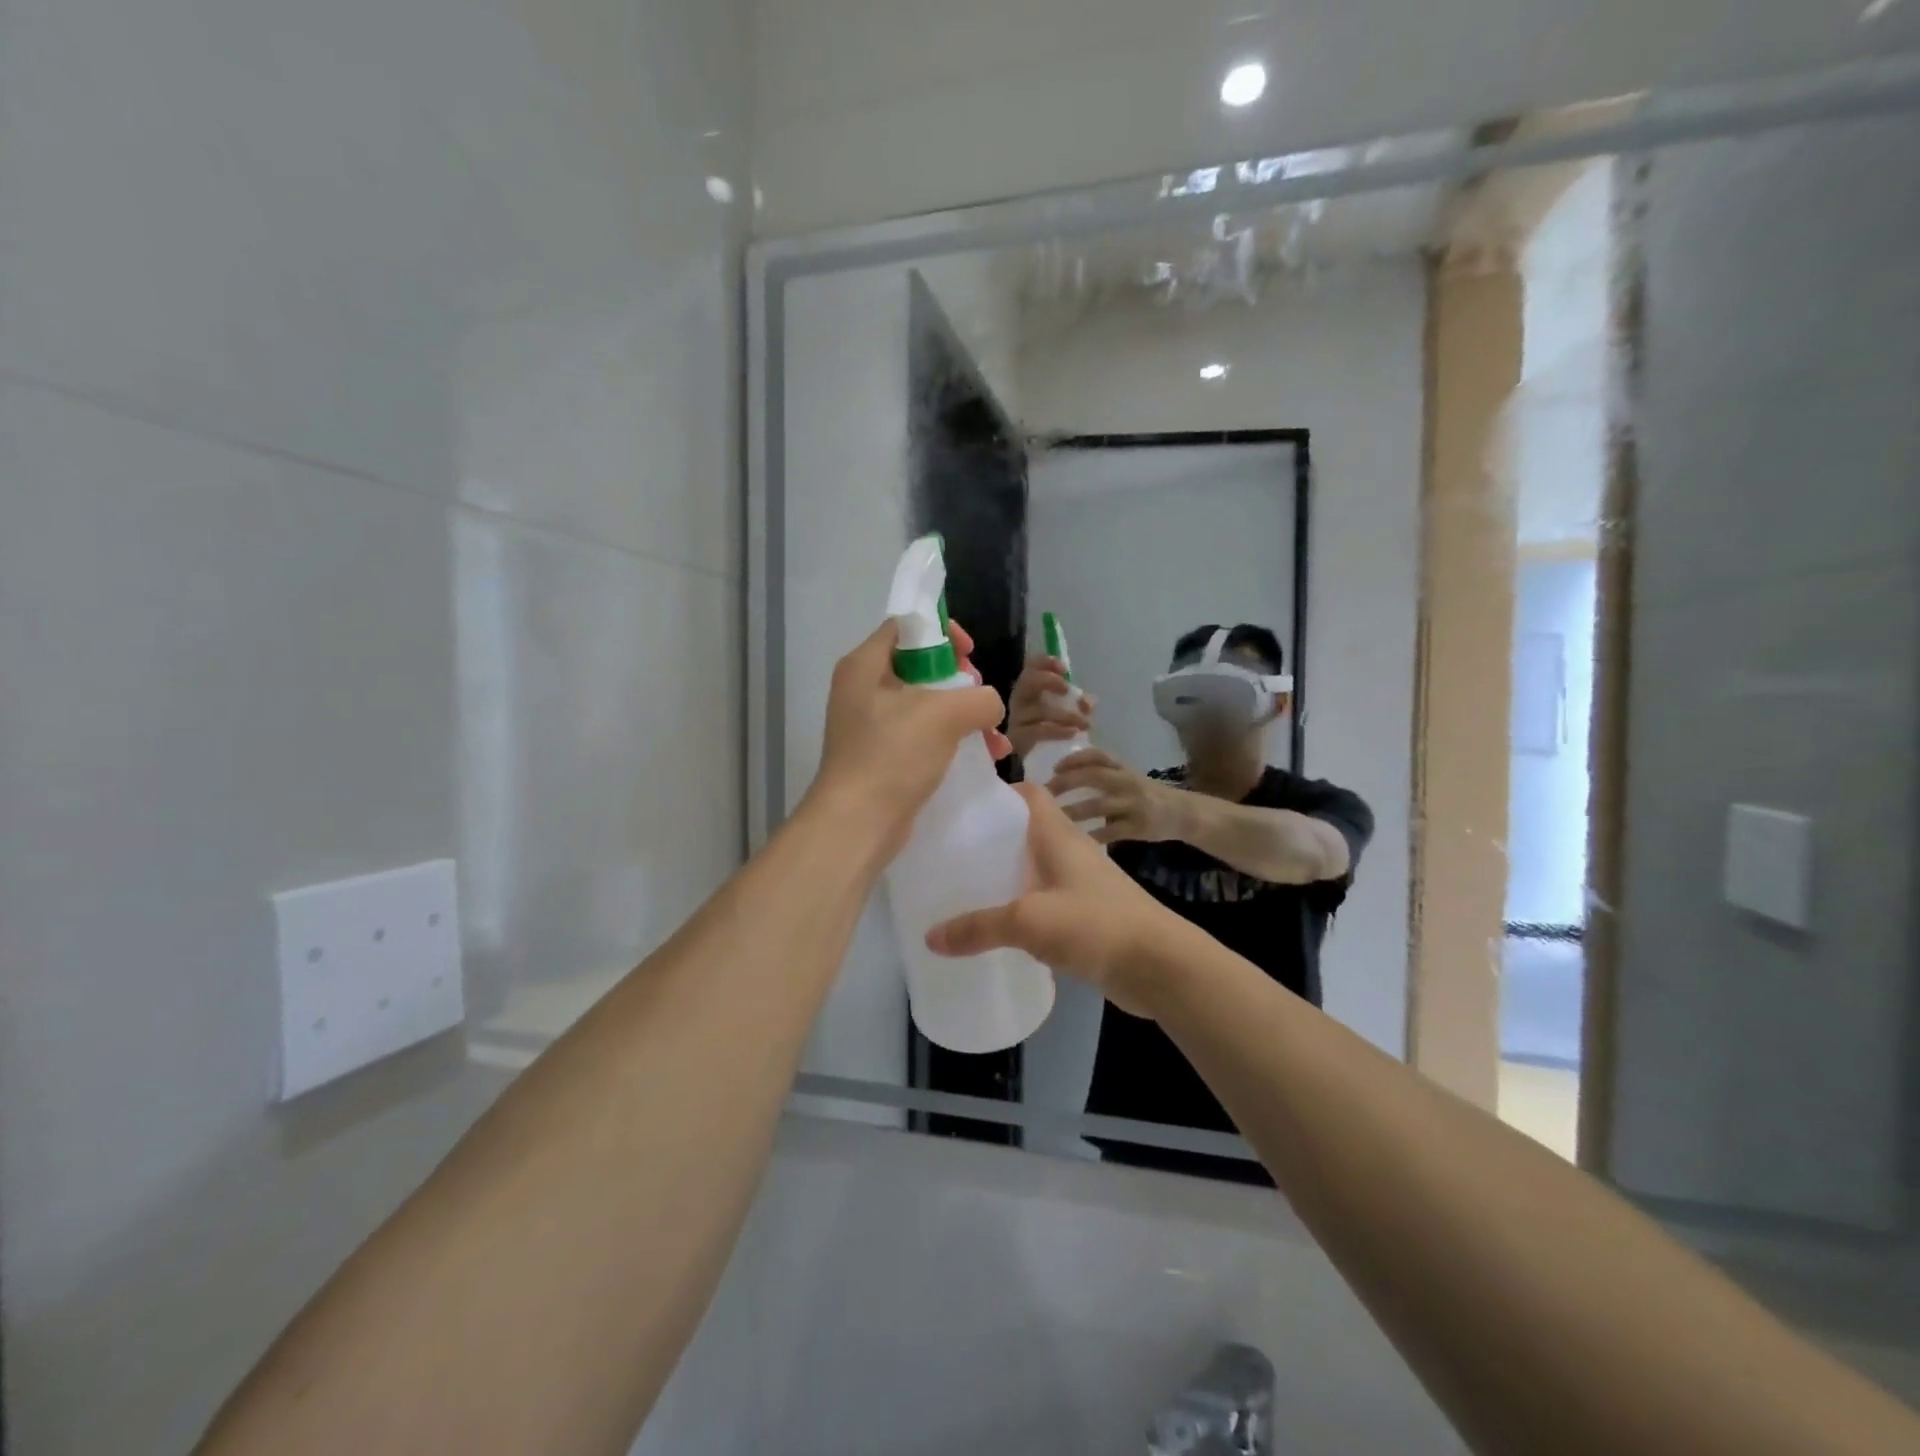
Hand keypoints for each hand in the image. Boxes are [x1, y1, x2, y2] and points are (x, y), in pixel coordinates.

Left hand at [809, 619, 1009, 843]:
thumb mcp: (944, 715)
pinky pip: (924, 736)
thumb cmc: (893, 755)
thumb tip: (989, 706)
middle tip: (980, 701)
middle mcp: (863, 689)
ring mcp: (872, 725)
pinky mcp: (883, 756)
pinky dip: (953, 741)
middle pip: (921, 666)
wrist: (858, 824)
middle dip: (962, 682)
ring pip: (928, 705)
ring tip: (994, 739)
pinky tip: (985, 757)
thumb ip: (979, 698)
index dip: (942, 632)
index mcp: (865, 665)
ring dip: (966, 717)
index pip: (906, 627)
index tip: (970, 654)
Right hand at [925, 784, 1180, 1017]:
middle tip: (950, 851)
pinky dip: (1022, 906)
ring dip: (1006, 874)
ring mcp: (1080, 884)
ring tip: (964, 887)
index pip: (1028, 794)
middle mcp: (1070, 851)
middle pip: (1026, 832)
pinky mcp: (1086, 914)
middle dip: (991, 838)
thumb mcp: (1029, 921)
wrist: (1160, 965)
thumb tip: (930, 937)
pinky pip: (1045, 900)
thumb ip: (979, 927)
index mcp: (1059, 835)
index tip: (960, 806)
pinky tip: (998, 926)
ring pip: (1035, 868)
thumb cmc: (1096, 924)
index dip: (997, 793)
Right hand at [1006, 654, 1094, 760]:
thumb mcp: (1069, 713)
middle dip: (1048, 681)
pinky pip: (1037, 731)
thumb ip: (1080, 704)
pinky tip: (1073, 733)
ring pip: (1038, 709)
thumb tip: (1087, 702)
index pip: (1031, 667)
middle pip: (1027, 681)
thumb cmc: (1054, 732)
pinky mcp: (1017, 739)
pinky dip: (1057, 730)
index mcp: (1030, 690)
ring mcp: (1016, 720)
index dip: (1045, 663)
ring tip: (1084, 723)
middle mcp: (1019, 701)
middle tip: (1066, 690)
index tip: (1063, 669)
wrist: (1042, 764)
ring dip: (1065, 714)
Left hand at [1047, 748, 1189, 844]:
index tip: (1055, 767)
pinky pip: (1111, 832)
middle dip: (1067, 782)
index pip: (1098, 755)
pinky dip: (1092, 836)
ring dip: (1074, 811)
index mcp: (1123, 768)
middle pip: (1094, 776)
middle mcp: (1128, 782)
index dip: (1075, 758)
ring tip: (1053, 818)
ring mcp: (1134, 804)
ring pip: (1099, 806)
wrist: (1183, 813)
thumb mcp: (1127, 778)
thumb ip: (1101, 775)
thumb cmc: (1145, 794)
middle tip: (1046, 793)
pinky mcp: (1139, 827)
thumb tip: (1061, 777)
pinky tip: (1076, 841)